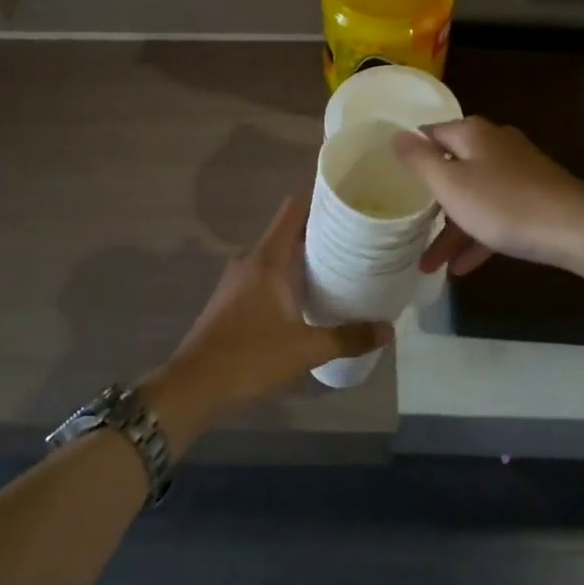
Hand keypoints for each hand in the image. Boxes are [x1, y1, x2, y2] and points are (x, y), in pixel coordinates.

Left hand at [142, 195, 391, 449]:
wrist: (195, 383)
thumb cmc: (251, 355)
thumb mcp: (306, 349)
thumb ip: (348, 337)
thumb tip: (387, 330)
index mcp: (268, 258)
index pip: (293, 210)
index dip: (319, 200)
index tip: (347, 204)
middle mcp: (250, 259)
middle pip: (287, 231)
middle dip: (318, 233)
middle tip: (354, 241)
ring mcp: (236, 278)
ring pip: (275, 255)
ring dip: (301, 258)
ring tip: (336, 268)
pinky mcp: (230, 297)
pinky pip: (263, 273)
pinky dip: (285, 276)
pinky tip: (305, 297)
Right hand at [391, 117, 583, 275]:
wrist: (578, 230)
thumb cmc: (505, 205)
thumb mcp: (451, 185)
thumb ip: (420, 160)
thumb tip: (396, 134)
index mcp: (472, 134)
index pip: (430, 134)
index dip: (411, 154)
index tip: (392, 178)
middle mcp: (494, 144)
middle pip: (452, 167)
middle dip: (430, 202)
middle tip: (408, 226)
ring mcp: (518, 171)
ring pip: (474, 196)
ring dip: (451, 228)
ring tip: (429, 265)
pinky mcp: (535, 196)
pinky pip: (497, 213)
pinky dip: (479, 235)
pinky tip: (462, 267)